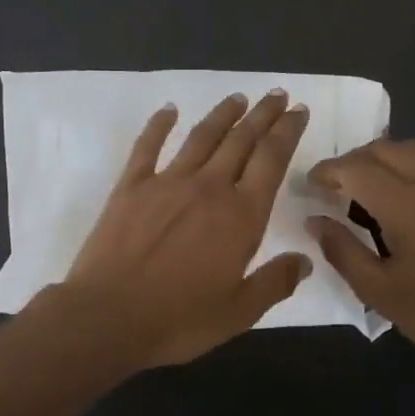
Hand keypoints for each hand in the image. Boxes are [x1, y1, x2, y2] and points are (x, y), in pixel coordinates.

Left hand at [53, 90, 312, 368]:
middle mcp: (208, 188)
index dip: (287, 132)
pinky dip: (159, 125)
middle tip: (277, 95)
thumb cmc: (178, 319)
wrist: (108, 317)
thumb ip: (274, 283)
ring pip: (201, 137)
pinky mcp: (131, 187)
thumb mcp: (238, 312)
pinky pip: (148, 147)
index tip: (298, 111)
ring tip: (238, 98)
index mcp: (240, 216)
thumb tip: (306, 261)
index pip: (272, 161)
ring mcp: (167, 183)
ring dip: (222, 115)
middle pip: (241, 140)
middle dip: (263, 115)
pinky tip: (169, 110)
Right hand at [306, 139, 414, 384]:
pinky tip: (404, 207)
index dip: (328, 171)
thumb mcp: (377, 289)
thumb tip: (315, 220)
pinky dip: (410, 173)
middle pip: (386, 148)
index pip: (357, 168)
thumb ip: (340, 248)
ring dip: (383, 162)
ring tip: (366, 193)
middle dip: (354, 160)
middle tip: (335, 187)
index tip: (310, 186)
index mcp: (408, 205)